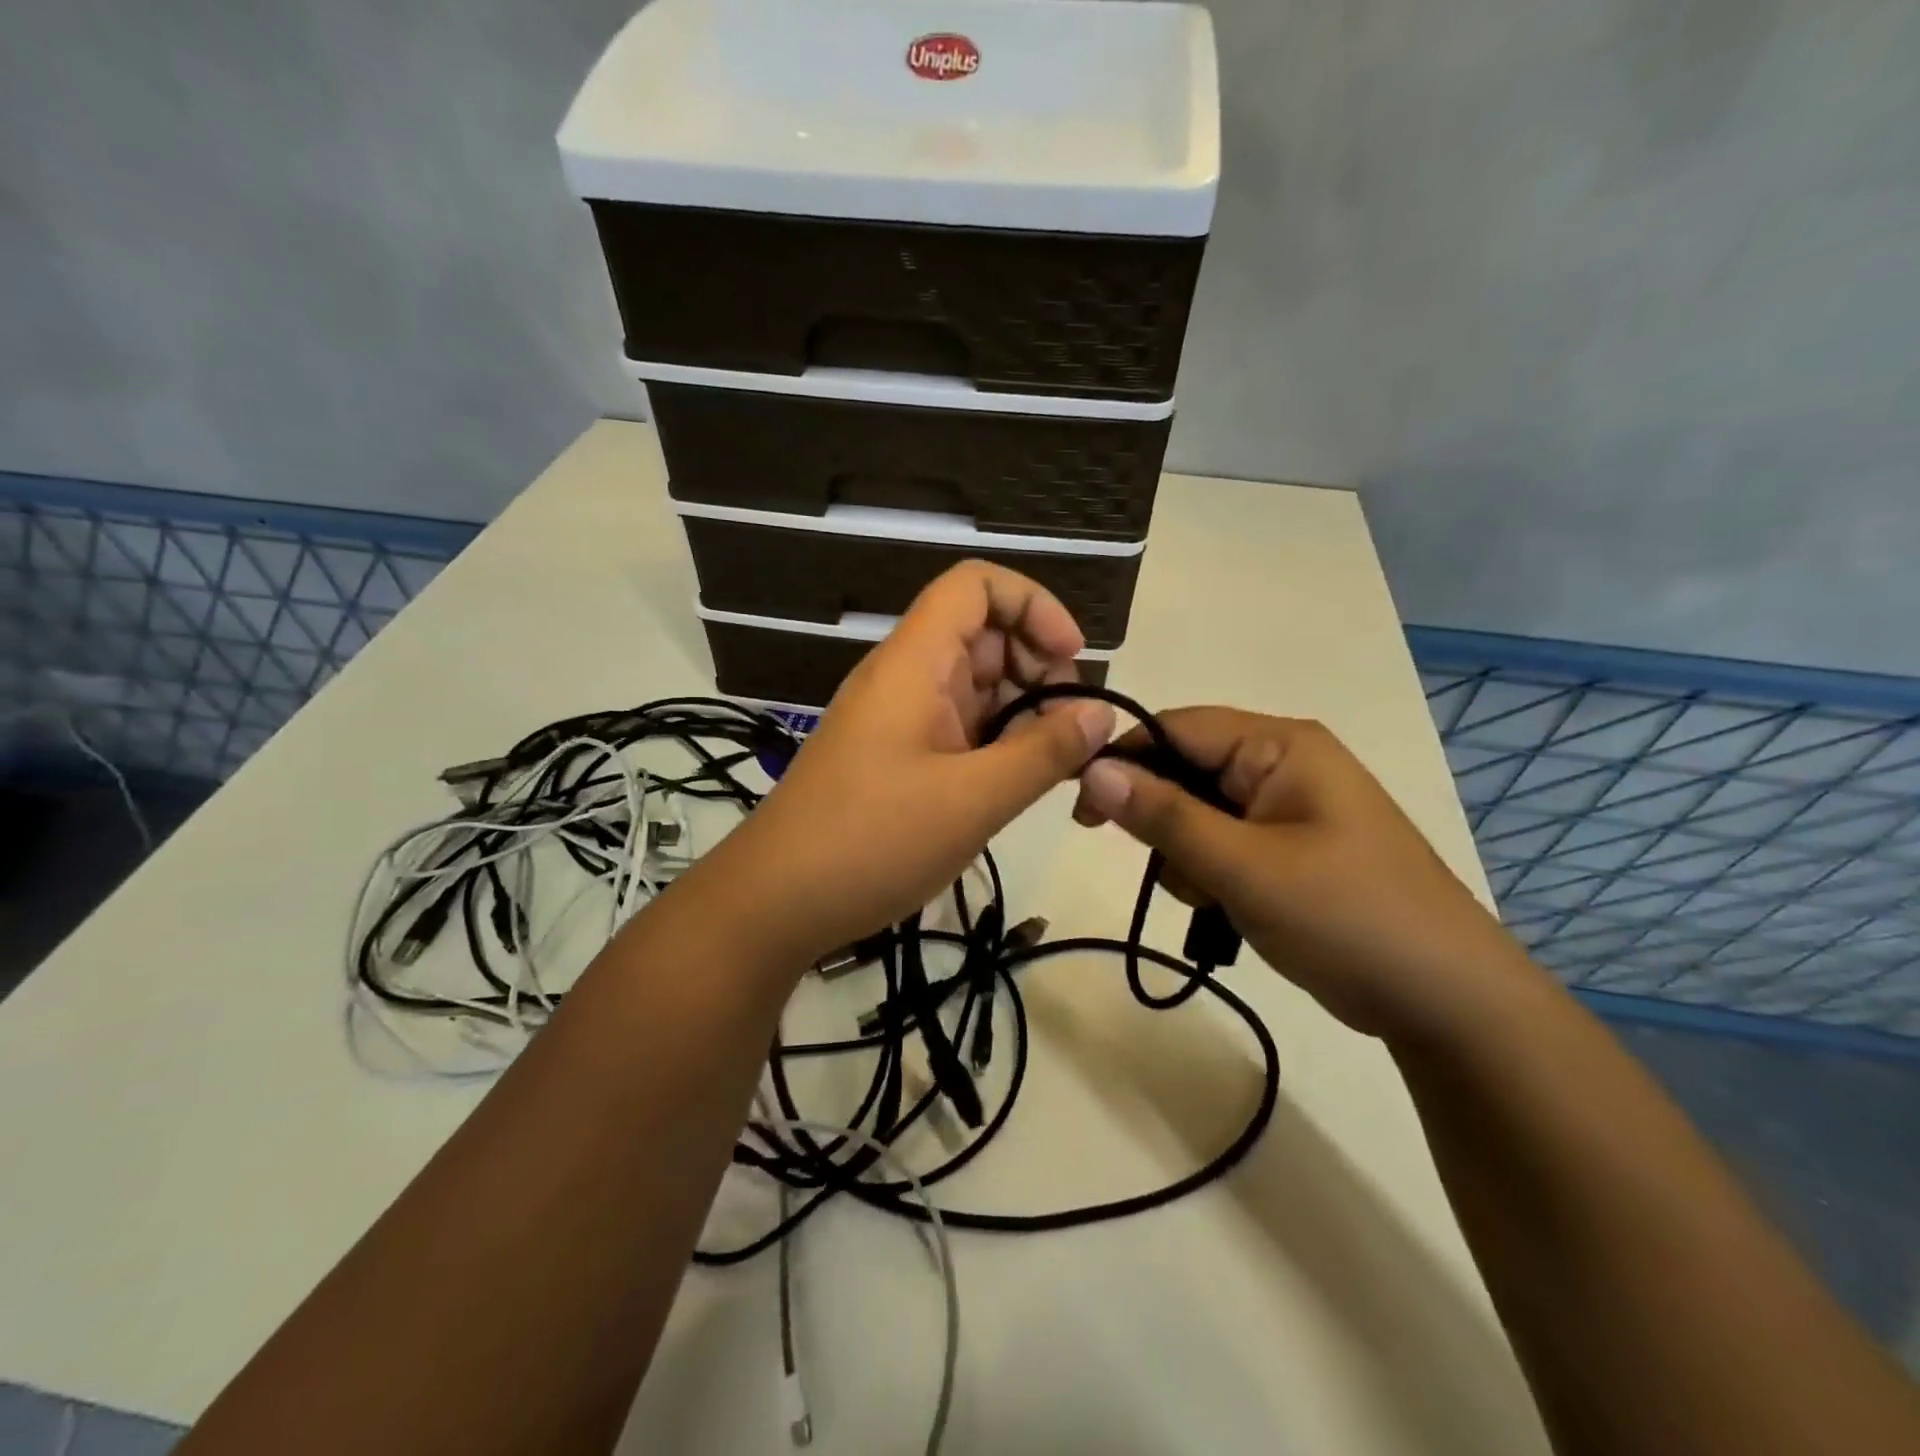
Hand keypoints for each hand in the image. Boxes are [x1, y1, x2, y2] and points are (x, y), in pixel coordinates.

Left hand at [719, 562, 1115, 964]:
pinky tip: (1019, 782)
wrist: (775, 902)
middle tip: (1069, 729)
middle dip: (1039, 666)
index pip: (975, 585)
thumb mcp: (973, 799)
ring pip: (974, 685)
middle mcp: (905, 677)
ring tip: (1055, 763)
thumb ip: (1044, 752)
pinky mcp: (896, 757)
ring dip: (1022, 711)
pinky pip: (958, 727)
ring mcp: (898, 718)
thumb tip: (1101, 715)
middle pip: (983, 634)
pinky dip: (996, 743)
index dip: (1033, 605)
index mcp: (915, 663)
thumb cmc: (872, 841)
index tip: (1072, 659)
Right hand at [1073, 708, 1536, 1040]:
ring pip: (1196, 813)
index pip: (1176, 727)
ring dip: (1187, 856)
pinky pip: (1221, 843)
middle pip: (1185, 770)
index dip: (1124, 759)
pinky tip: (1230, 908)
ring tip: (1217, 898)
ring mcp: (1286, 808)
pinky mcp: (1287, 848)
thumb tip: (1091, 770)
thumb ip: (1165, 816)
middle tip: (1173, 870)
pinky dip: (1210, 874)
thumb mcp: (1245, 866)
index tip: (1082, 809)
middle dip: (1164, 821)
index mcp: (1280, 745)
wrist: (1445, 1001)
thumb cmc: (1347, 917)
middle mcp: (1282, 763)